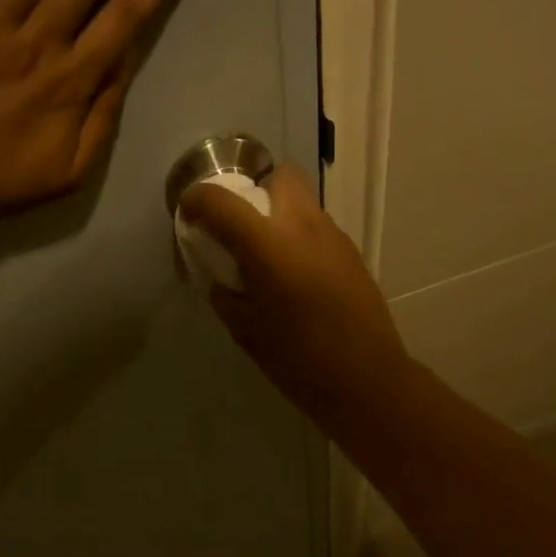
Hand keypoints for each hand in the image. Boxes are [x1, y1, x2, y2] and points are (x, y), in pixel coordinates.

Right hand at [179, 164, 413, 430]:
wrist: (367, 380)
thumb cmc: (299, 360)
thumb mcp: (245, 331)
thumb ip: (226, 295)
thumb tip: (223, 278)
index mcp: (270, 246)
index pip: (222, 201)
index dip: (197, 200)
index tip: (189, 214)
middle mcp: (305, 227)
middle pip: (279, 176)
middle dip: (252, 189)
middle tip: (238, 227)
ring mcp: (334, 236)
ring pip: (302, 200)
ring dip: (277, 214)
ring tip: (265, 256)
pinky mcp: (351, 253)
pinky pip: (316, 227)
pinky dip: (297, 236)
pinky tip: (294, 275)